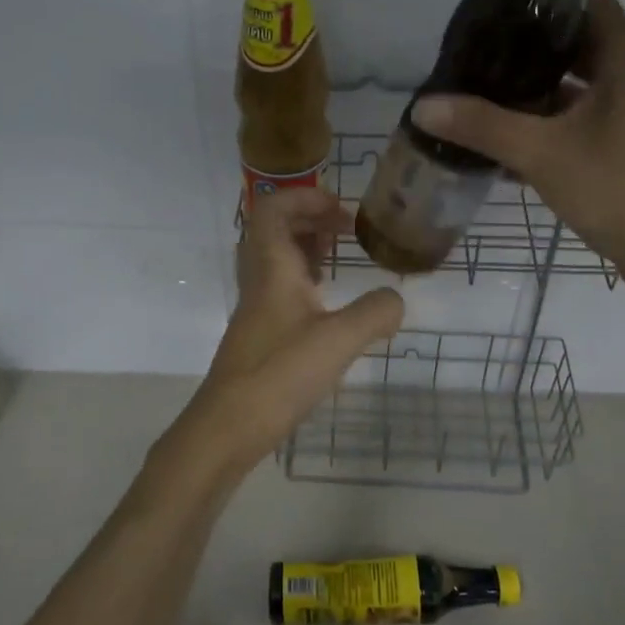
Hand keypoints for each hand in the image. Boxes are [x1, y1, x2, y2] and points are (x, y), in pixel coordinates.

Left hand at [153, 188, 403, 485]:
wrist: (228, 427)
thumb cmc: (279, 374)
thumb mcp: (339, 341)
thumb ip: (375, 314)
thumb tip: (396, 299)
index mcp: (272, 269)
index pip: (274, 208)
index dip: (306, 197)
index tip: (342, 210)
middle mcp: (259, 282)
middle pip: (274, 230)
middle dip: (310, 219)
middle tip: (345, 230)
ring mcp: (256, 310)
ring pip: (276, 261)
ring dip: (306, 249)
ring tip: (340, 258)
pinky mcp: (260, 336)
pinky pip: (280, 290)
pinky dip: (305, 283)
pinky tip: (328, 305)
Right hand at [410, 0, 624, 303]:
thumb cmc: (617, 189)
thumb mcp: (542, 153)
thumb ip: (482, 126)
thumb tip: (423, 106)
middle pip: (577, 40)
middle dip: (527, 40)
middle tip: (477, 43)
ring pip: (577, 84)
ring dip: (535, 84)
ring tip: (482, 84)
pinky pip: (580, 119)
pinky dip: (547, 120)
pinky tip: (506, 135)